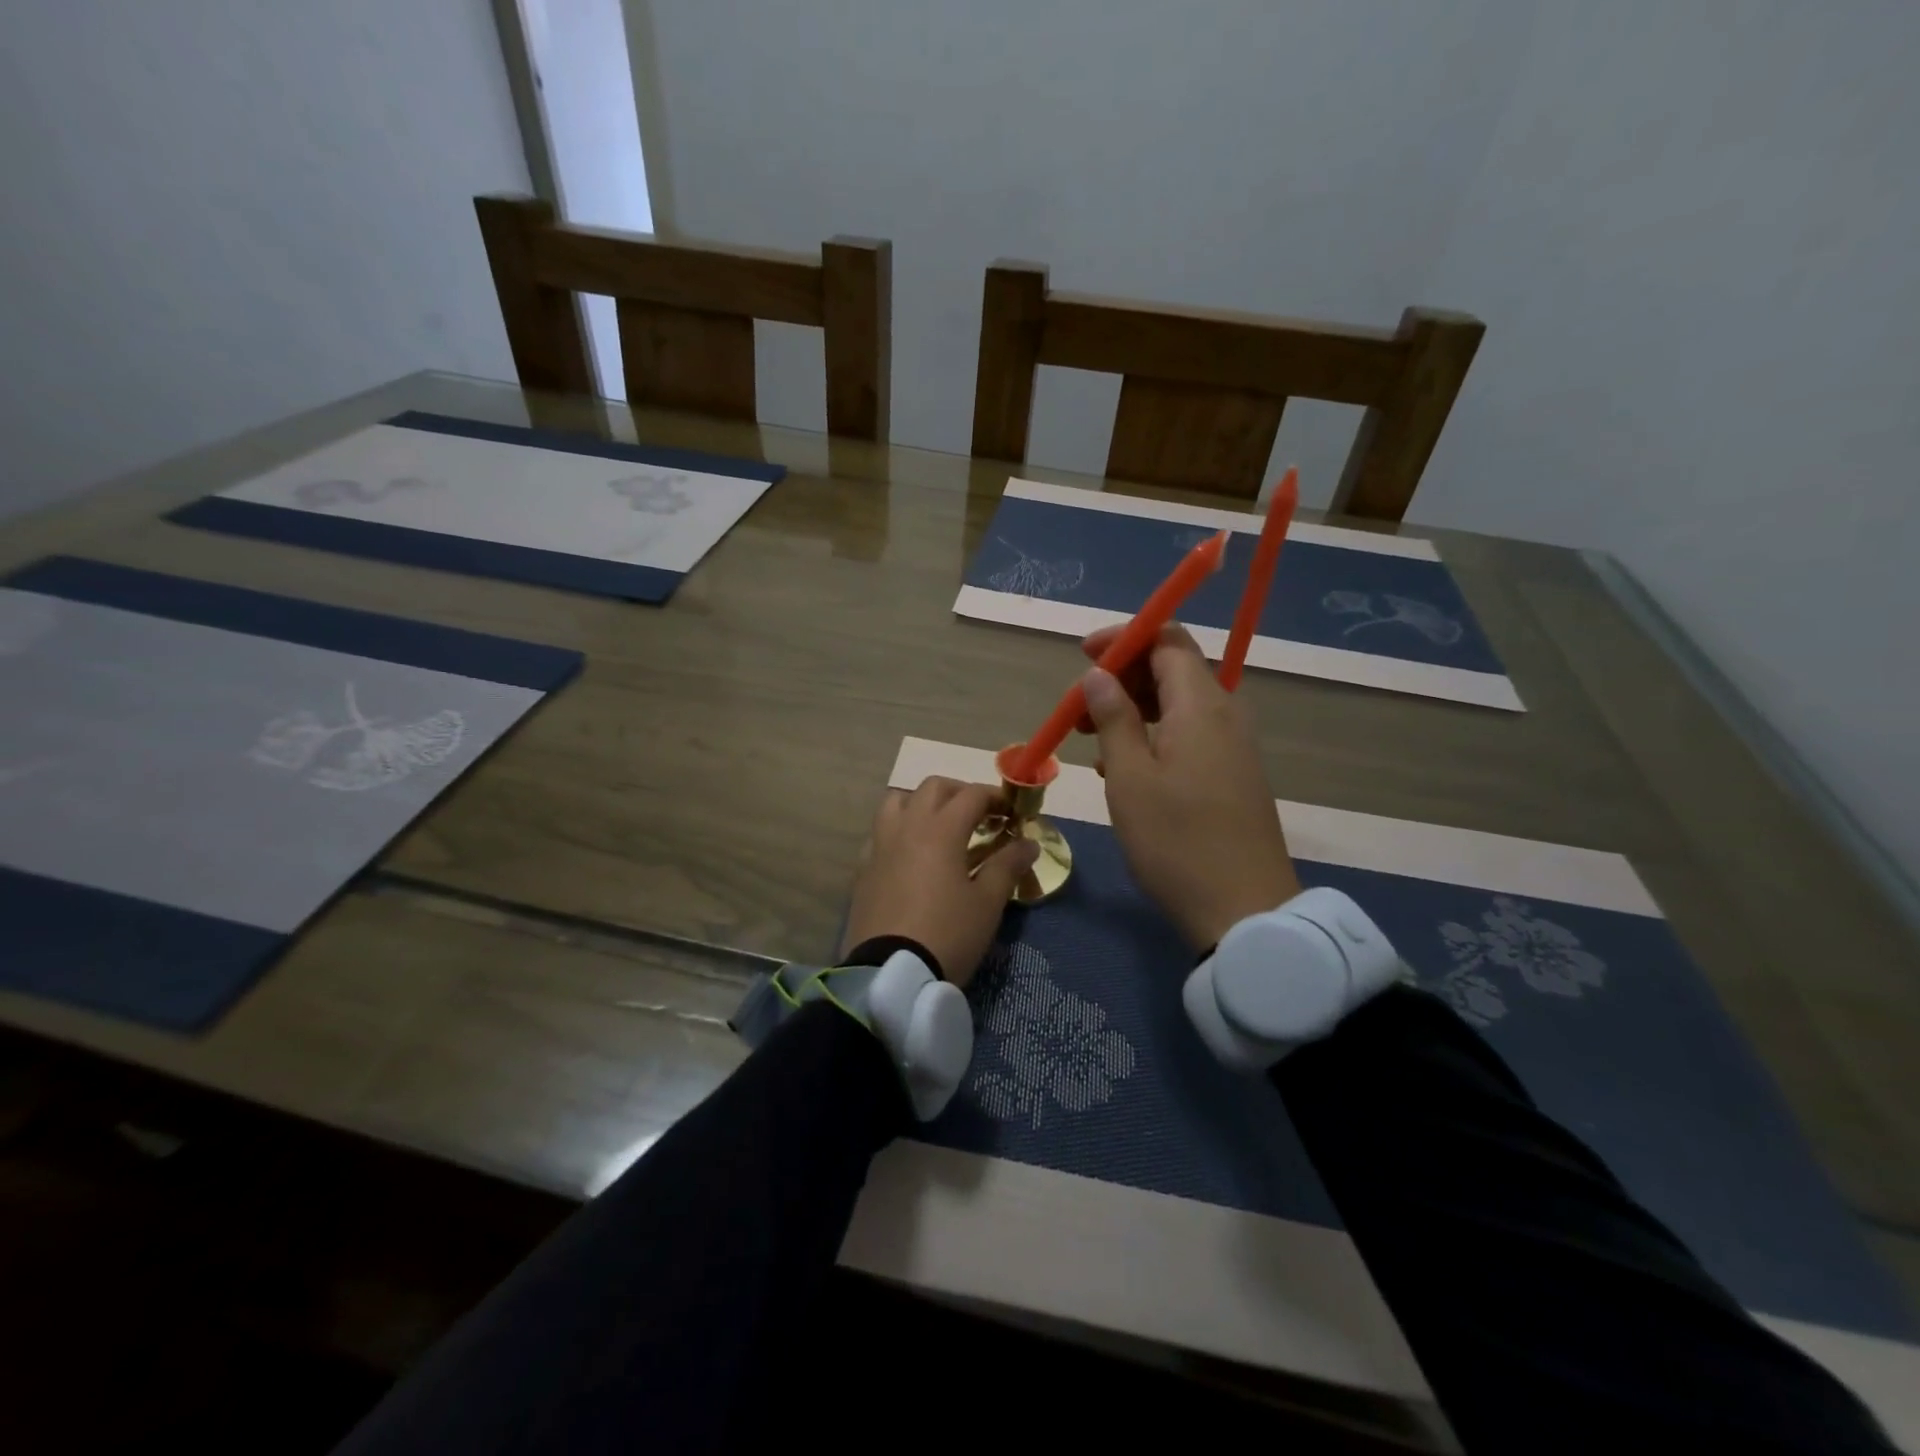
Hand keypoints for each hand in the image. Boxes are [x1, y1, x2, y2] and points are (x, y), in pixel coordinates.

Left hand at [841, 777, 1037, 988]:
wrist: (890, 974)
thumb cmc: (947, 934)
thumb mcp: (987, 903)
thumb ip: (1007, 866)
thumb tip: (1029, 843)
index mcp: (940, 829)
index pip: (971, 795)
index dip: (996, 798)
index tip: (1012, 814)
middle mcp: (907, 827)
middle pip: (932, 788)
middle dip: (960, 793)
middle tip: (980, 815)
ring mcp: (880, 846)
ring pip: (897, 802)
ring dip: (922, 803)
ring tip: (940, 827)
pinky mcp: (863, 869)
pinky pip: (880, 833)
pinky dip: (899, 830)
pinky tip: (911, 854)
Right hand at [1077, 625, 1301, 949]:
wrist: (1243, 909)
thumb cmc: (1176, 841)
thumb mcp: (1130, 778)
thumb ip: (1113, 718)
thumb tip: (1099, 675)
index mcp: (1201, 705)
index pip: (1166, 639)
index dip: (1123, 639)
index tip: (1083, 656)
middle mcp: (1225, 713)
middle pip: (1173, 669)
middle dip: (1122, 677)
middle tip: (1080, 709)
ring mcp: (1234, 745)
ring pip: (1179, 704)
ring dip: (1134, 709)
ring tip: (1093, 742)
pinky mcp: (1234, 772)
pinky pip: (1190, 733)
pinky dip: (1154, 735)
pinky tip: (1124, 769)